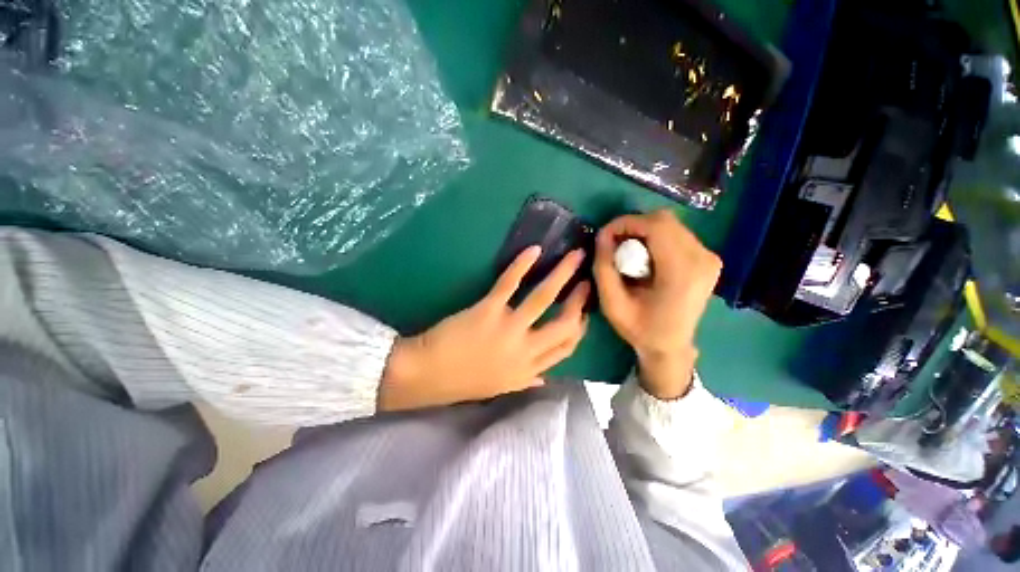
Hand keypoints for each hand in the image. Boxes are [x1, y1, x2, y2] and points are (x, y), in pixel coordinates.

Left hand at [378, 246, 589, 411]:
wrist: (427, 375)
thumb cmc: (462, 381)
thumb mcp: (500, 387)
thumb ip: (526, 382)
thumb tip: (544, 379)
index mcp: (529, 369)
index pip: (566, 348)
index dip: (580, 327)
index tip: (584, 311)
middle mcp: (526, 350)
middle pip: (564, 323)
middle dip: (579, 300)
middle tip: (587, 280)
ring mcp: (509, 329)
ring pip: (544, 297)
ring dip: (562, 274)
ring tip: (575, 256)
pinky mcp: (489, 310)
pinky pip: (509, 283)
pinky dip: (521, 265)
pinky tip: (533, 250)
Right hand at [593, 210, 720, 399]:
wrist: (670, 346)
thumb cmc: (639, 328)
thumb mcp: (611, 303)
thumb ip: (603, 267)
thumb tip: (602, 236)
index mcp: (682, 272)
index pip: (656, 226)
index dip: (625, 223)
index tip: (604, 236)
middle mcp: (702, 258)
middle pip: (664, 220)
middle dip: (633, 226)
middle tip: (613, 244)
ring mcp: (709, 257)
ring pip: (670, 225)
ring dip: (643, 232)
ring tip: (627, 252)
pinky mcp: (708, 259)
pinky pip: (677, 234)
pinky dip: (655, 238)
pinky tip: (644, 257)